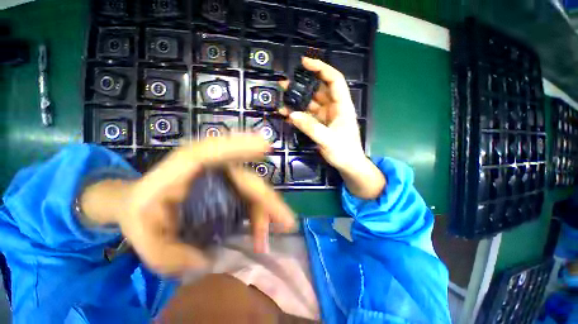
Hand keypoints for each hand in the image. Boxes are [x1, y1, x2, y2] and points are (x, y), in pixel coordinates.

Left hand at [80, 135, 295, 275]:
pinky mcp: (231, 188)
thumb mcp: (142, 236)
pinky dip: (259, 215)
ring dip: (265, 212)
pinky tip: (261, 233)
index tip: (265, 146)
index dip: (240, 145)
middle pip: (246, 179)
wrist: (141, 204)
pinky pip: (250, 199)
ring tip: (267, 239)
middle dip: (266, 199)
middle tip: (286, 221)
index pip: (212, 150)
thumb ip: (166, 253)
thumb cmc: (139, 213)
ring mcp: (225, 178)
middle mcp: (212, 169)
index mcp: (185, 168)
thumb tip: (204, 262)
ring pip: (253, 191)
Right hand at [280, 57, 385, 198]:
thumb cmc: (344, 152)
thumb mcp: (328, 140)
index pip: (334, 80)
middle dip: (302, 86)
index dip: (321, 68)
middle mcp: (334, 108)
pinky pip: (308, 117)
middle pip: (318, 91)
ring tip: (281, 100)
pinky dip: (298, 116)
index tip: (304, 63)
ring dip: (297, 102)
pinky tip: (287, 116)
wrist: (348, 165)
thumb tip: (292, 114)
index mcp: (342, 106)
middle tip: (284, 84)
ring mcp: (326, 117)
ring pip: (310, 104)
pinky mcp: (320, 125)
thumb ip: (310, 127)